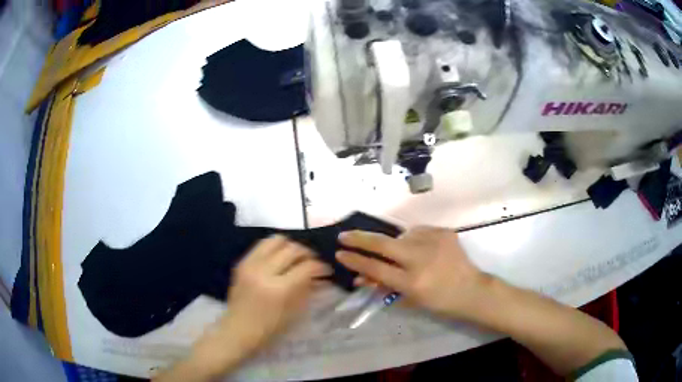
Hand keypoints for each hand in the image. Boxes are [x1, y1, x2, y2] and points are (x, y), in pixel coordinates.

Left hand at [217, 235, 331, 356]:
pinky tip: (280, 258)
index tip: (327, 270)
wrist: (238, 330)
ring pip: (276, 240)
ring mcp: (250, 265)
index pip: (306, 267)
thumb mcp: (294, 312)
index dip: (321, 266)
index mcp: (279, 289)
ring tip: (296, 257)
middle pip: (292, 249)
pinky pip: (261, 245)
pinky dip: (275, 248)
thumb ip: (308, 289)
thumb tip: (321, 276)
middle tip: (313, 262)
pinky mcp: (242, 262)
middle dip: (308, 254)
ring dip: (290, 246)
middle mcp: (264, 271)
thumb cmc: (269, 329)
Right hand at [336, 227, 491, 320]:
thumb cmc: (439, 301)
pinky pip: (418, 232)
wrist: (471, 289)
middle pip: (383, 244)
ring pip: (402, 235)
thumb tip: (360, 277)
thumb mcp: (410, 299)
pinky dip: (413, 239)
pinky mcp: (444, 232)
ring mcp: (434, 242)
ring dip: (395, 243)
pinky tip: (421, 249)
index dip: (355, 261)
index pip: (376, 269)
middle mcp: (422, 259)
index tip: (340, 253)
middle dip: (359, 239)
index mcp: (413, 282)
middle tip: (344, 235)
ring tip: (404, 254)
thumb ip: (384, 286)